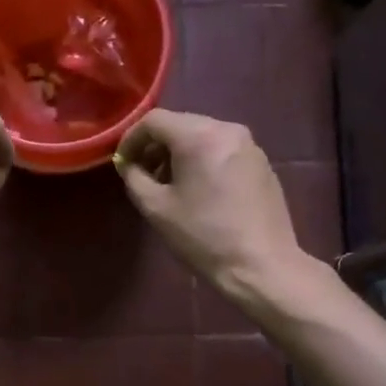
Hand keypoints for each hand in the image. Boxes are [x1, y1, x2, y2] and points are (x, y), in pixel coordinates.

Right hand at [114, 110, 303, 300]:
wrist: (261, 265)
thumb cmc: (203, 236)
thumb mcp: (156, 208)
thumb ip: (134, 177)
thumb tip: (129, 165)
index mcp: (199, 136)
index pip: (154, 120)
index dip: (131, 139)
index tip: (123, 164)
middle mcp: (227, 129)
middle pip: (180, 124)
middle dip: (156, 145)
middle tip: (143, 173)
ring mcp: (249, 144)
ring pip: (203, 135)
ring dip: (180, 153)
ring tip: (170, 184)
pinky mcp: (262, 162)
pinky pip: (223, 149)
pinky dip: (203, 159)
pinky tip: (200, 189)